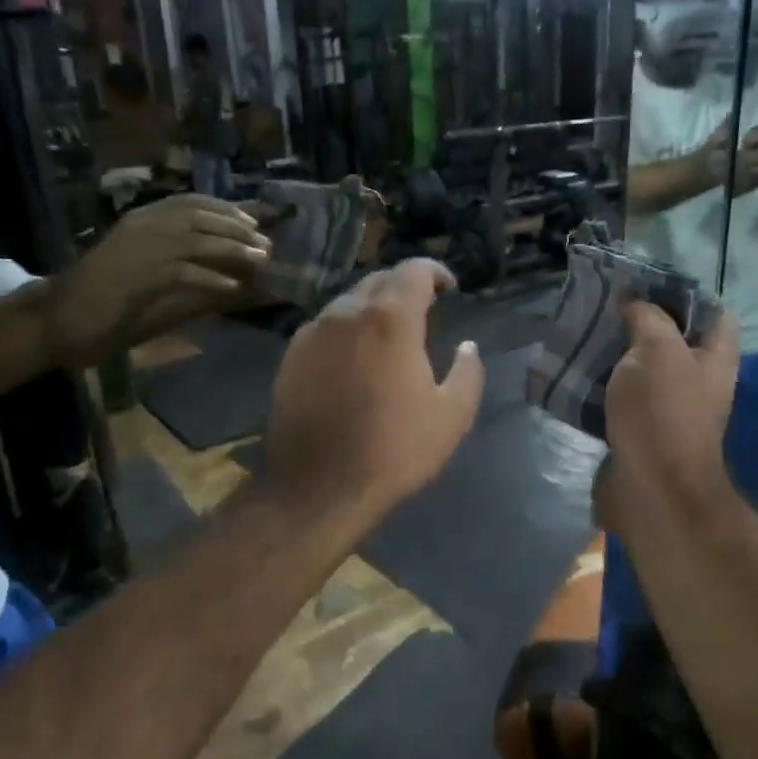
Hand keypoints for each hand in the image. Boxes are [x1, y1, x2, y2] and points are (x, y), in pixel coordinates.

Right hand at [43, 195, 269, 367]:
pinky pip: (183, 271)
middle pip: (199, 215)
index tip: (254, 220)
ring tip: (261, 260)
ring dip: (233, 248)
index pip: (190, 202)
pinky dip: (212, 277)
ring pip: (195, 238)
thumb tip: (234, 276)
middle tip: (266, 244)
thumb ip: (188, 271)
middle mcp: (141, 226)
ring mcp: (137, 248)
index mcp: (141, 221)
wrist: (56, 320)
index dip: (226, 209)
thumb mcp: (151, 281)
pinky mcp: (136, 275)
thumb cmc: (105, 303)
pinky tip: (233, 288)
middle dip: (237, 228)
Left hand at [265, 259, 484, 517]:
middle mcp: (346, 313)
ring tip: (390, 334)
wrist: (319, 488)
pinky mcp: (290, 357)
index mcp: (390, 319)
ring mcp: (312, 333)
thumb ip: (467, 372)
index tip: (449, 287)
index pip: (413, 270)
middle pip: (379, 280)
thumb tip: (467, 347)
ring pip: (348, 303)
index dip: (435, 271)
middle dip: (404, 287)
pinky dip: (347, 330)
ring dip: (373, 308)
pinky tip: (355, 358)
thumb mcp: (451, 415)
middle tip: (424, 309)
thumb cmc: (394, 450)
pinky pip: (325, 327)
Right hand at [599, 303, 739, 524]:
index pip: (715, 312)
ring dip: (617, 353)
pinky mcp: (642, 429)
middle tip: (607, 306)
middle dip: (642, 322)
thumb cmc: (662, 413)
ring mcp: (671, 408)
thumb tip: (635, 305)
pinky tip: (579, 370)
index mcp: (715, 358)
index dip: (686, 294)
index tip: (646, 285)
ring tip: (586, 333)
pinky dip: (604, 384)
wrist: (651, 488)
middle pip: (674, 339)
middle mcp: (698, 381)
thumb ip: (648, 318)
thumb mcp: (657, 350)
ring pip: (644, 368)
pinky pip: (623, 396)